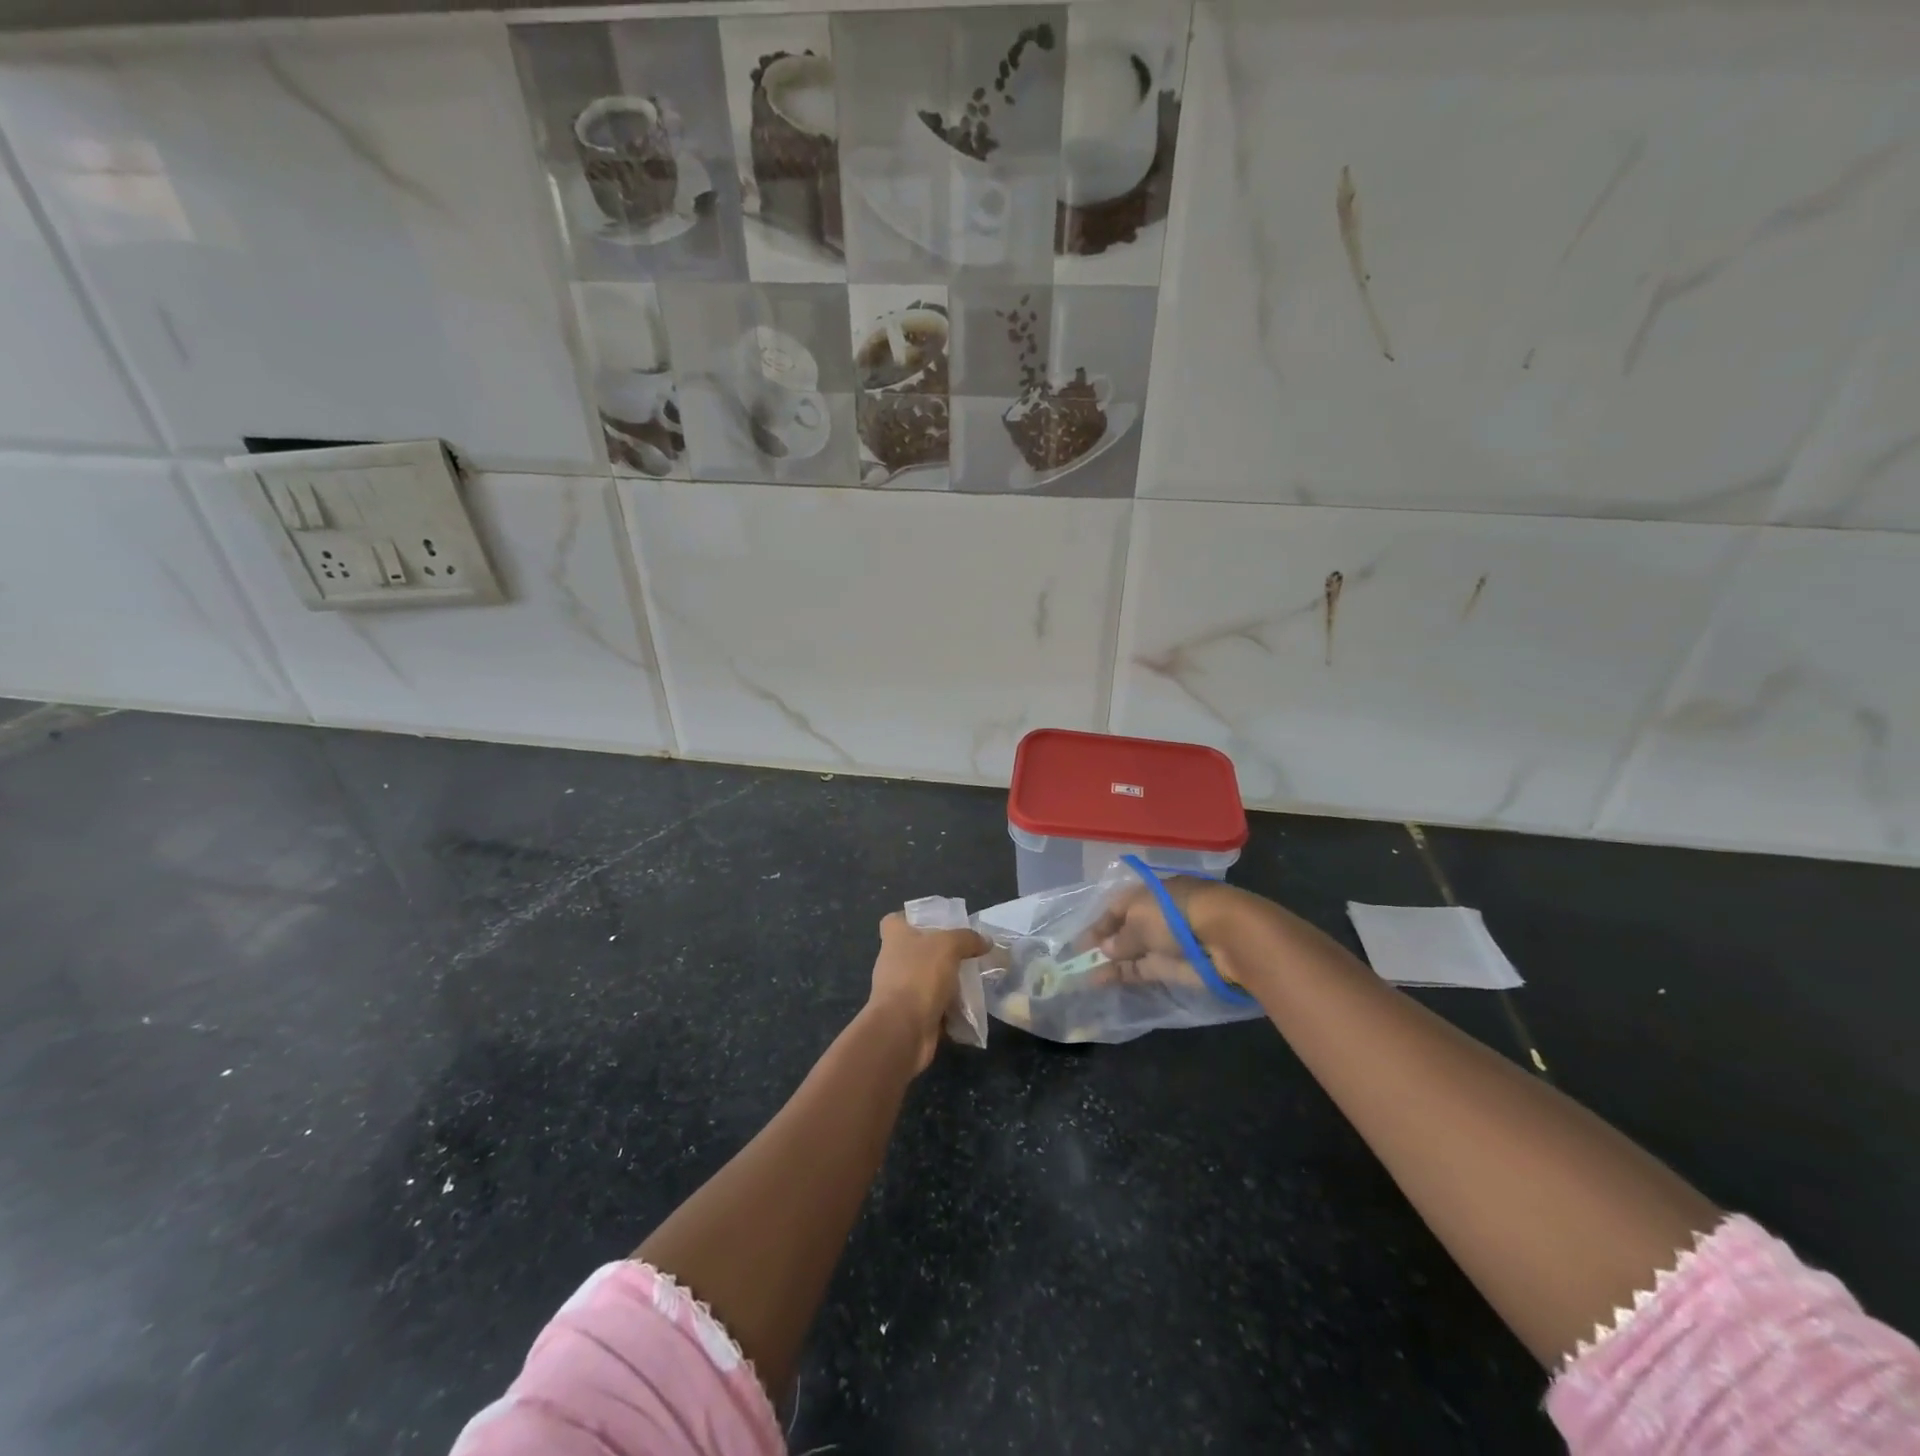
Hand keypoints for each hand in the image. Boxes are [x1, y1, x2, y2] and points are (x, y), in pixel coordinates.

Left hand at [866, 913, 988, 1072]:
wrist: (903, 1029)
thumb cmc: (920, 976)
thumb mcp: (949, 946)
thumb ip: (968, 939)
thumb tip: (985, 941)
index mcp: (895, 938)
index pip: (895, 920)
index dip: (913, 918)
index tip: (937, 923)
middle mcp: (893, 961)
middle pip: (918, 950)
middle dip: (942, 953)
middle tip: (968, 953)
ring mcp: (900, 990)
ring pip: (928, 979)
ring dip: (949, 982)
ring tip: (975, 980)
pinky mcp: (910, 1015)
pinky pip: (934, 1006)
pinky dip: (950, 1008)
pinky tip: (970, 1007)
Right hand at [1088, 875, 1247, 991]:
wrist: (1223, 938)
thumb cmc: (1174, 914)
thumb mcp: (1139, 920)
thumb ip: (1119, 938)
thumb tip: (1105, 949)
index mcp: (1146, 893)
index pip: (1116, 908)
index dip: (1097, 924)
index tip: (1078, 942)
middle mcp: (1154, 917)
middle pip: (1123, 931)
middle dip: (1102, 945)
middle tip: (1076, 961)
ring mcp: (1163, 943)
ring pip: (1130, 953)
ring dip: (1108, 964)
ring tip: (1082, 977)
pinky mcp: (1171, 968)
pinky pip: (1141, 970)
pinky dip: (1122, 975)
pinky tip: (1101, 982)